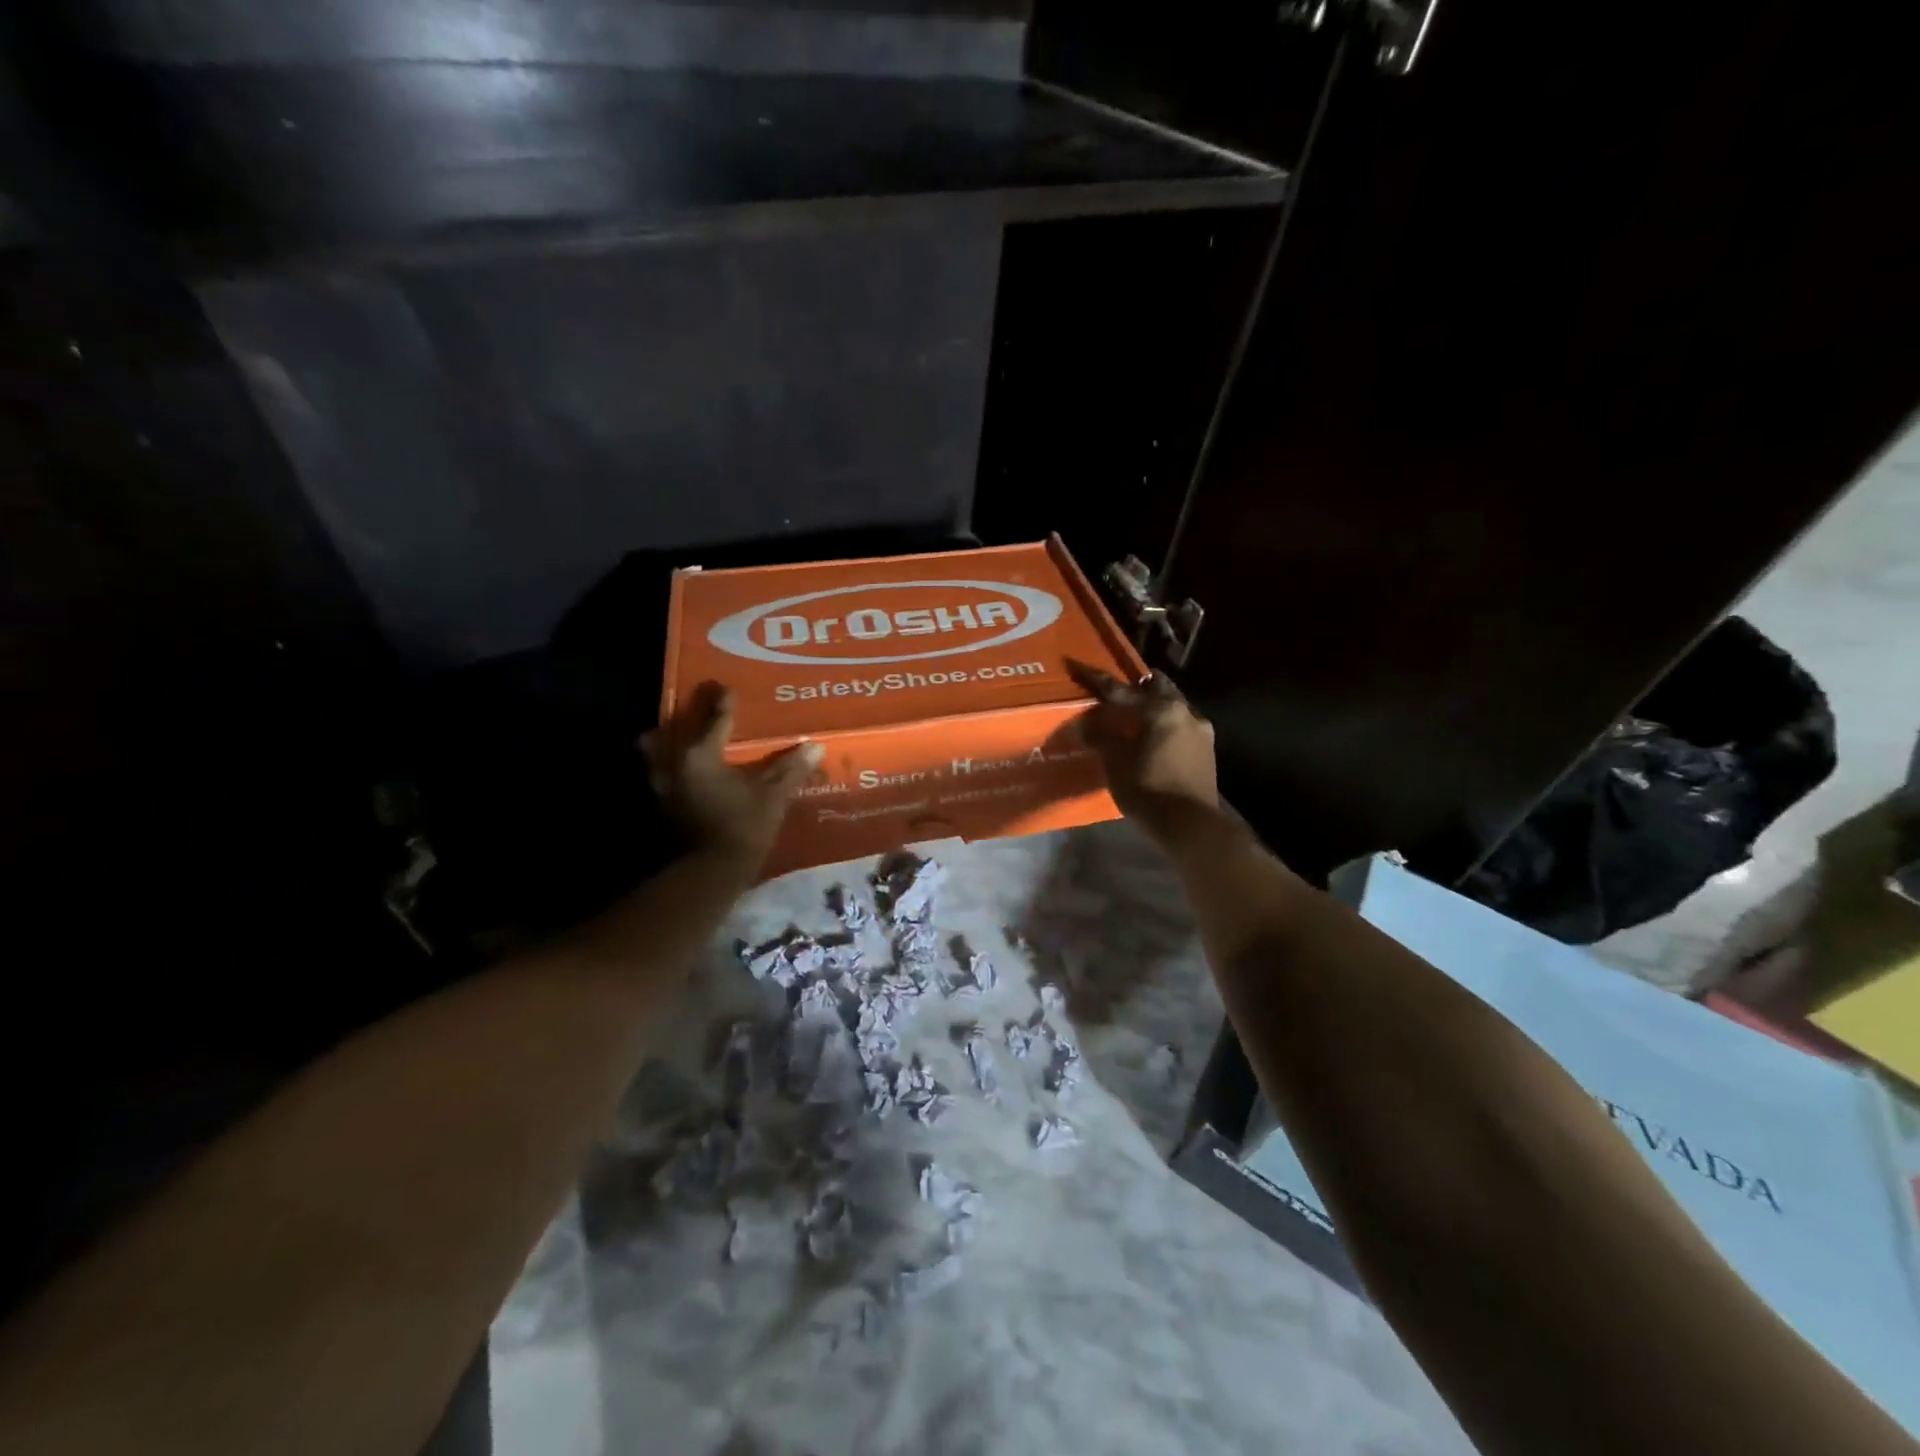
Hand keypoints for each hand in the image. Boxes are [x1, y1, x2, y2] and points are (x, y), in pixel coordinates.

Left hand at [641, 682, 821, 865]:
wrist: (710, 874)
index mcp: (700, 754)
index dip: (724, 702)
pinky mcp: (662, 809)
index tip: (726, 687)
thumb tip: (814, 747)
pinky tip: (687, 776)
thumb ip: (791, 769)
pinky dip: (673, 771)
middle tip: (697, 712)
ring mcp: (663, 788)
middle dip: (682, 720)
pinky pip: (664, 778)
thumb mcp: (773, 797)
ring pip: (657, 756)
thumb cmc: (742, 827)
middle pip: (671, 733)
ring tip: (685, 743)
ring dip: (667, 746)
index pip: (715, 719)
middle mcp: (674, 765)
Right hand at [1067, 662, 1218, 844]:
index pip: (1122, 689)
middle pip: (1158, 688)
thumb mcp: (1116, 763)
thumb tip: (1084, 724)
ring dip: (1155, 707)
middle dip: (1137, 687)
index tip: (1079, 666)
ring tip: (1135, 716)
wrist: (1191, 825)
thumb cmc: (1149, 789)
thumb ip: (1101, 737)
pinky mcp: (1207, 751)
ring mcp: (1201, 731)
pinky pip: (1181, 726)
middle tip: (1117, 691)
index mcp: (1162, 710)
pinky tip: (1153, 738)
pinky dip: (1165, 725)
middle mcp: (1186, 712)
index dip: (1097, 680)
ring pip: (1174, 707)